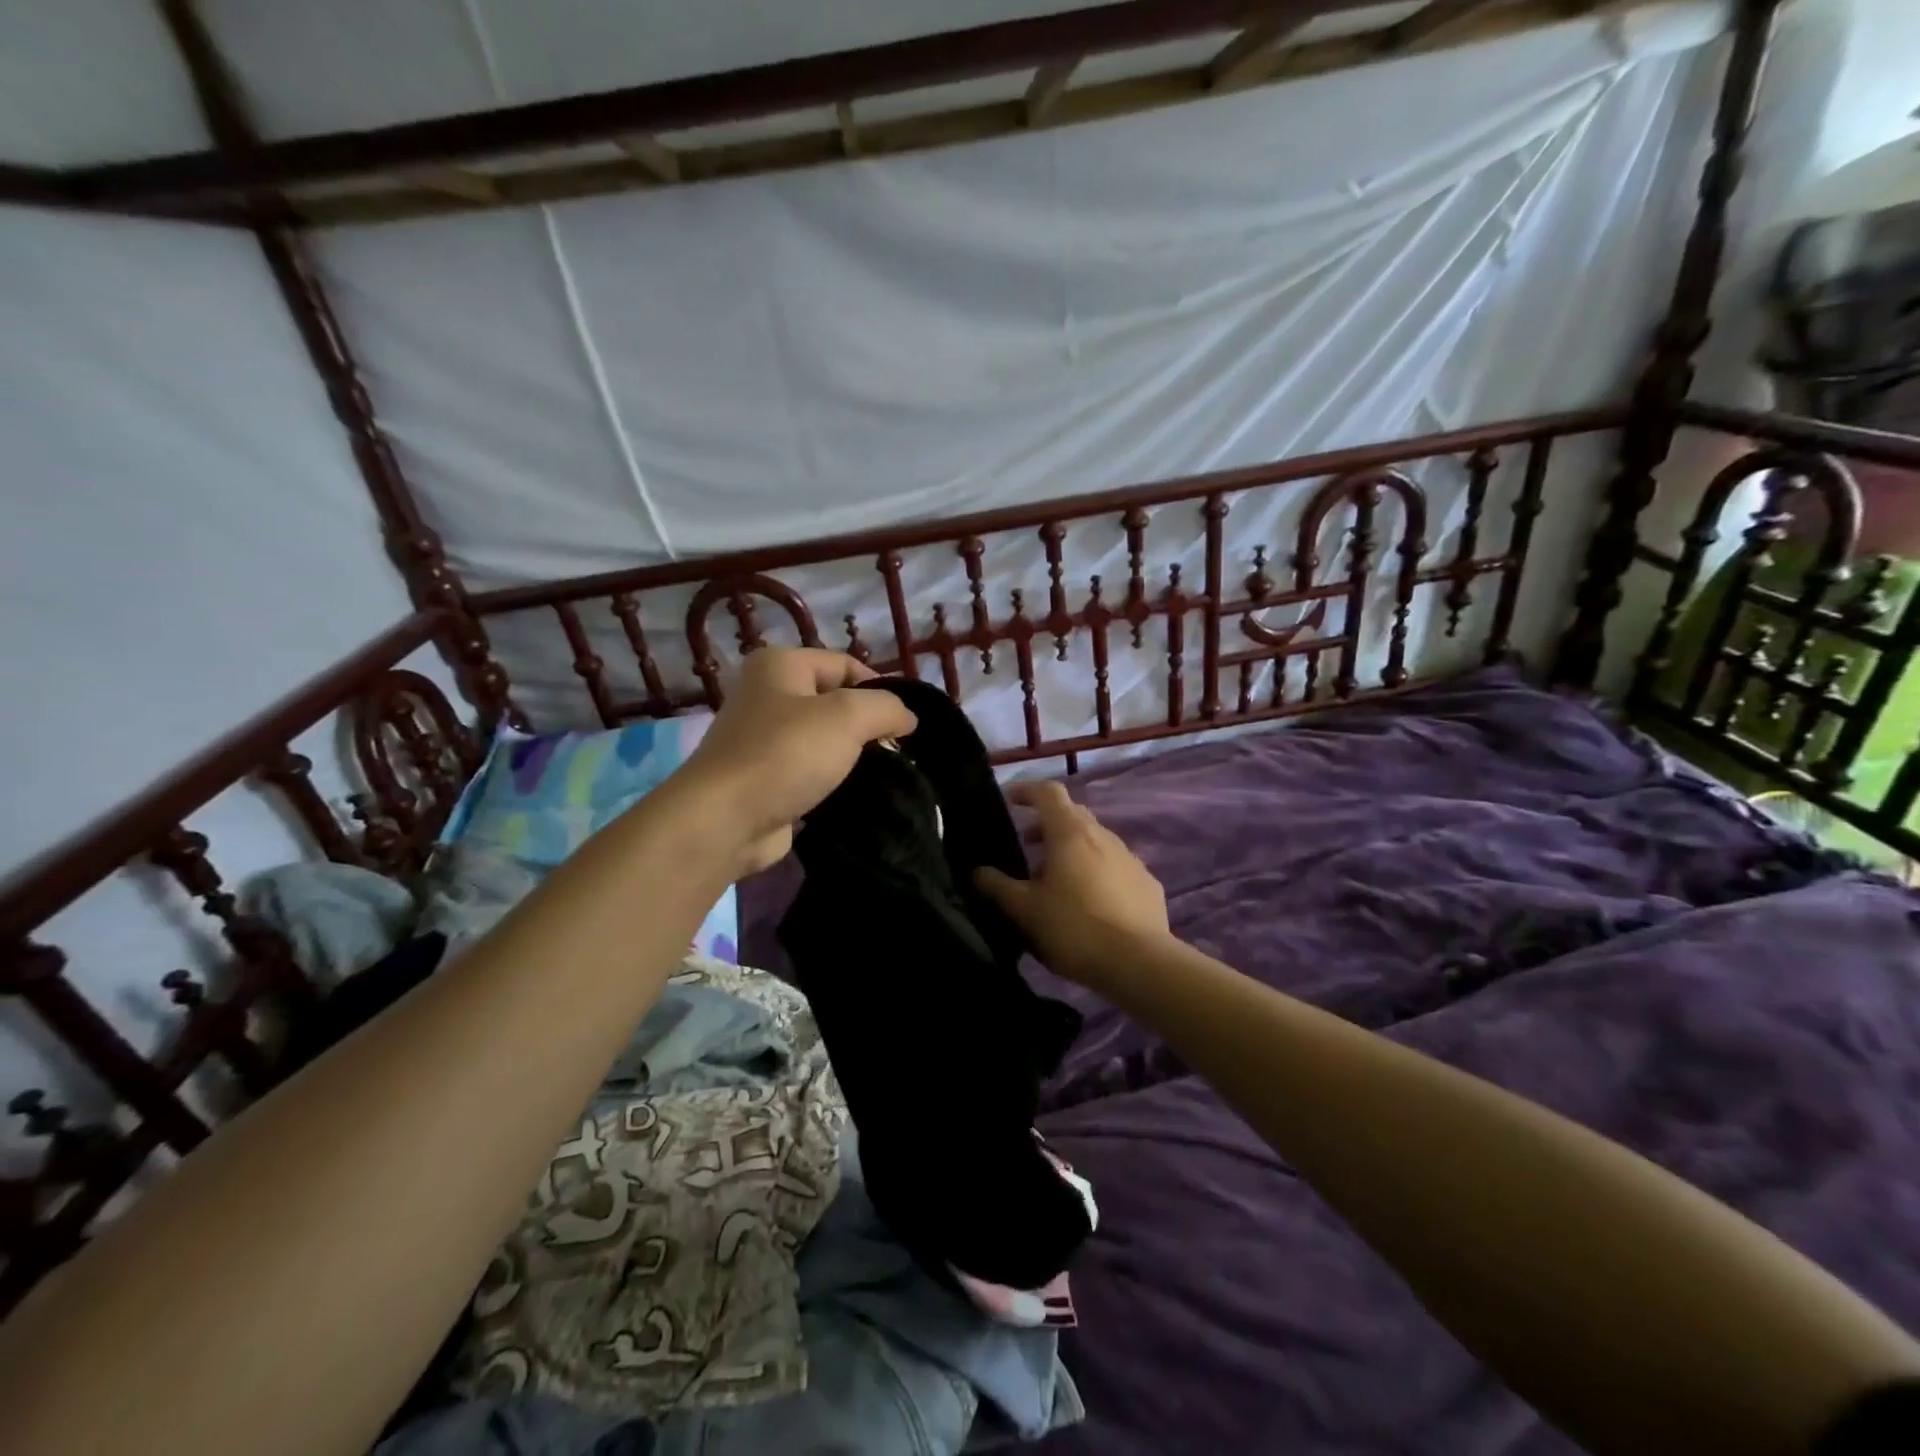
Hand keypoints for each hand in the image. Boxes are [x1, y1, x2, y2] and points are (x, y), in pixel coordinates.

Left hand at [677, 648, 916, 876]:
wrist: (725, 821)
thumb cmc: (786, 754)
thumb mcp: (848, 716)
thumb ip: (887, 707)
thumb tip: (907, 718)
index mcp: (780, 666)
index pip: (845, 665)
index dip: (880, 689)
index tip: (906, 724)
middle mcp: (767, 696)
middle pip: (834, 703)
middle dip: (867, 726)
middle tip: (898, 752)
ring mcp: (763, 741)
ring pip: (824, 742)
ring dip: (852, 758)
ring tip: (884, 777)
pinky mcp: (765, 781)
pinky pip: (810, 774)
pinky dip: (832, 784)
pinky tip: (855, 798)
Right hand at [975, 781, 1169, 986]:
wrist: (1139, 963)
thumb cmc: (1074, 928)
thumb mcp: (1025, 911)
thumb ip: (998, 887)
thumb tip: (978, 871)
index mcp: (1070, 834)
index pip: (1049, 793)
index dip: (1027, 791)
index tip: (1011, 801)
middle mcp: (1103, 837)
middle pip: (1073, 815)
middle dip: (1047, 825)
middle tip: (1027, 845)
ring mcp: (1130, 859)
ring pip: (1096, 842)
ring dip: (1072, 851)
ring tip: (1055, 882)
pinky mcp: (1147, 884)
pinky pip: (1116, 867)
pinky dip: (1097, 873)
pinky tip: (1091, 903)